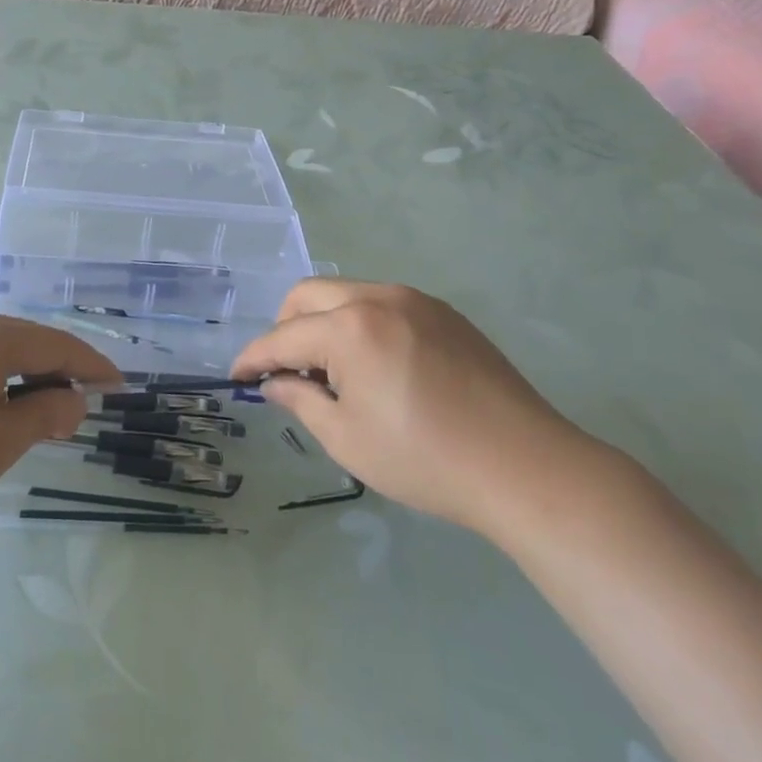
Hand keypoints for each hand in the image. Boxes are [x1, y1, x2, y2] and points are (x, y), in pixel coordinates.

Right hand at [231, 280, 601, 538]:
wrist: (525, 467)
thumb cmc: (425, 459)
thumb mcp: (347, 439)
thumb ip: (301, 401)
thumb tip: (276, 383)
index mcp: (350, 328)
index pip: (283, 337)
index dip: (253, 357)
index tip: (236, 376)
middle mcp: (380, 298)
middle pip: (309, 295)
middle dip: (285, 328)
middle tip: (286, 371)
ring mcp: (417, 301)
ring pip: (347, 294)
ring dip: (323, 323)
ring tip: (333, 373)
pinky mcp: (446, 314)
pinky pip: (383, 304)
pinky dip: (360, 324)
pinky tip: (375, 366)